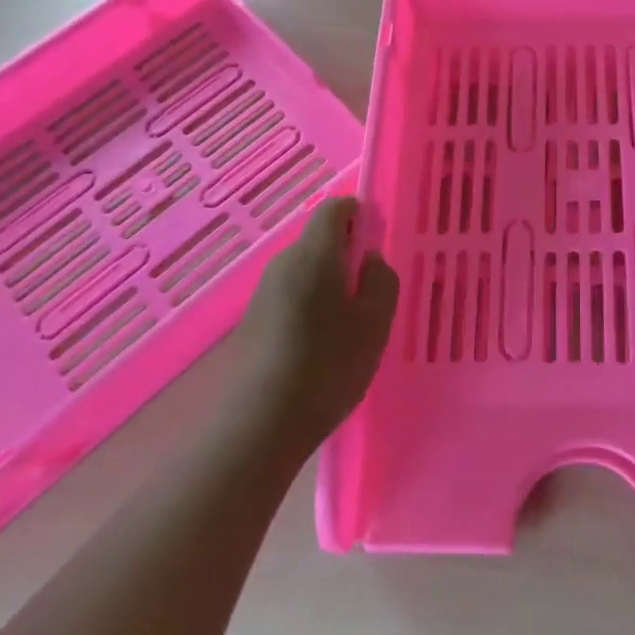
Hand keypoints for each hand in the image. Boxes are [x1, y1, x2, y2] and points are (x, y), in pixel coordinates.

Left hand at [231, 198, 398, 452]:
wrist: (257, 426)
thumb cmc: (327, 366)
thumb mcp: (374, 323)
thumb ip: (381, 281)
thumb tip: (370, 259)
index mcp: (315, 254)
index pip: (335, 209)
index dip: (359, 215)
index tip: (377, 243)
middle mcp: (284, 263)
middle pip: (319, 239)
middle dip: (347, 254)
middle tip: (370, 292)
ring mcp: (263, 292)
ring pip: (306, 270)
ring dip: (329, 283)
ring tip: (350, 325)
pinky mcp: (252, 321)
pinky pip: (291, 294)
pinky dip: (311, 305)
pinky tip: (322, 345)